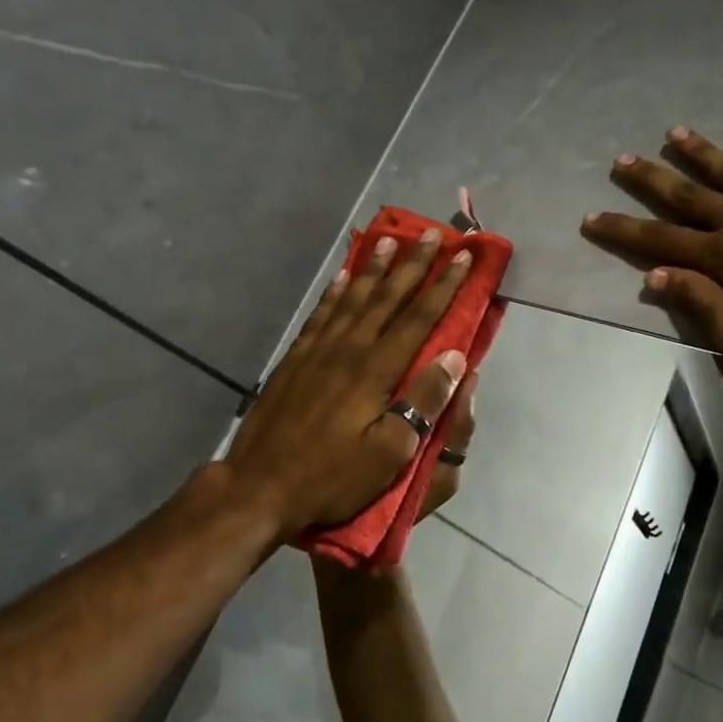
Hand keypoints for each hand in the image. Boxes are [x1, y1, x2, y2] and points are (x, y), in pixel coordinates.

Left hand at [226, 230, 471, 537]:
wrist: (259, 486)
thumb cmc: (331, 476)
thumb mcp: (389, 453)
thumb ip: (422, 402)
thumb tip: (454, 357)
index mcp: (376, 370)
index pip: (419, 318)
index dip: (444, 286)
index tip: (463, 257)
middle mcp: (349, 349)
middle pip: (387, 298)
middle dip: (412, 265)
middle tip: (429, 234)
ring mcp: (317, 351)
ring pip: (352, 298)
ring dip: (373, 269)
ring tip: (387, 241)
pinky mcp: (295, 359)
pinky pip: (320, 314)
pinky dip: (334, 292)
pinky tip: (342, 277)